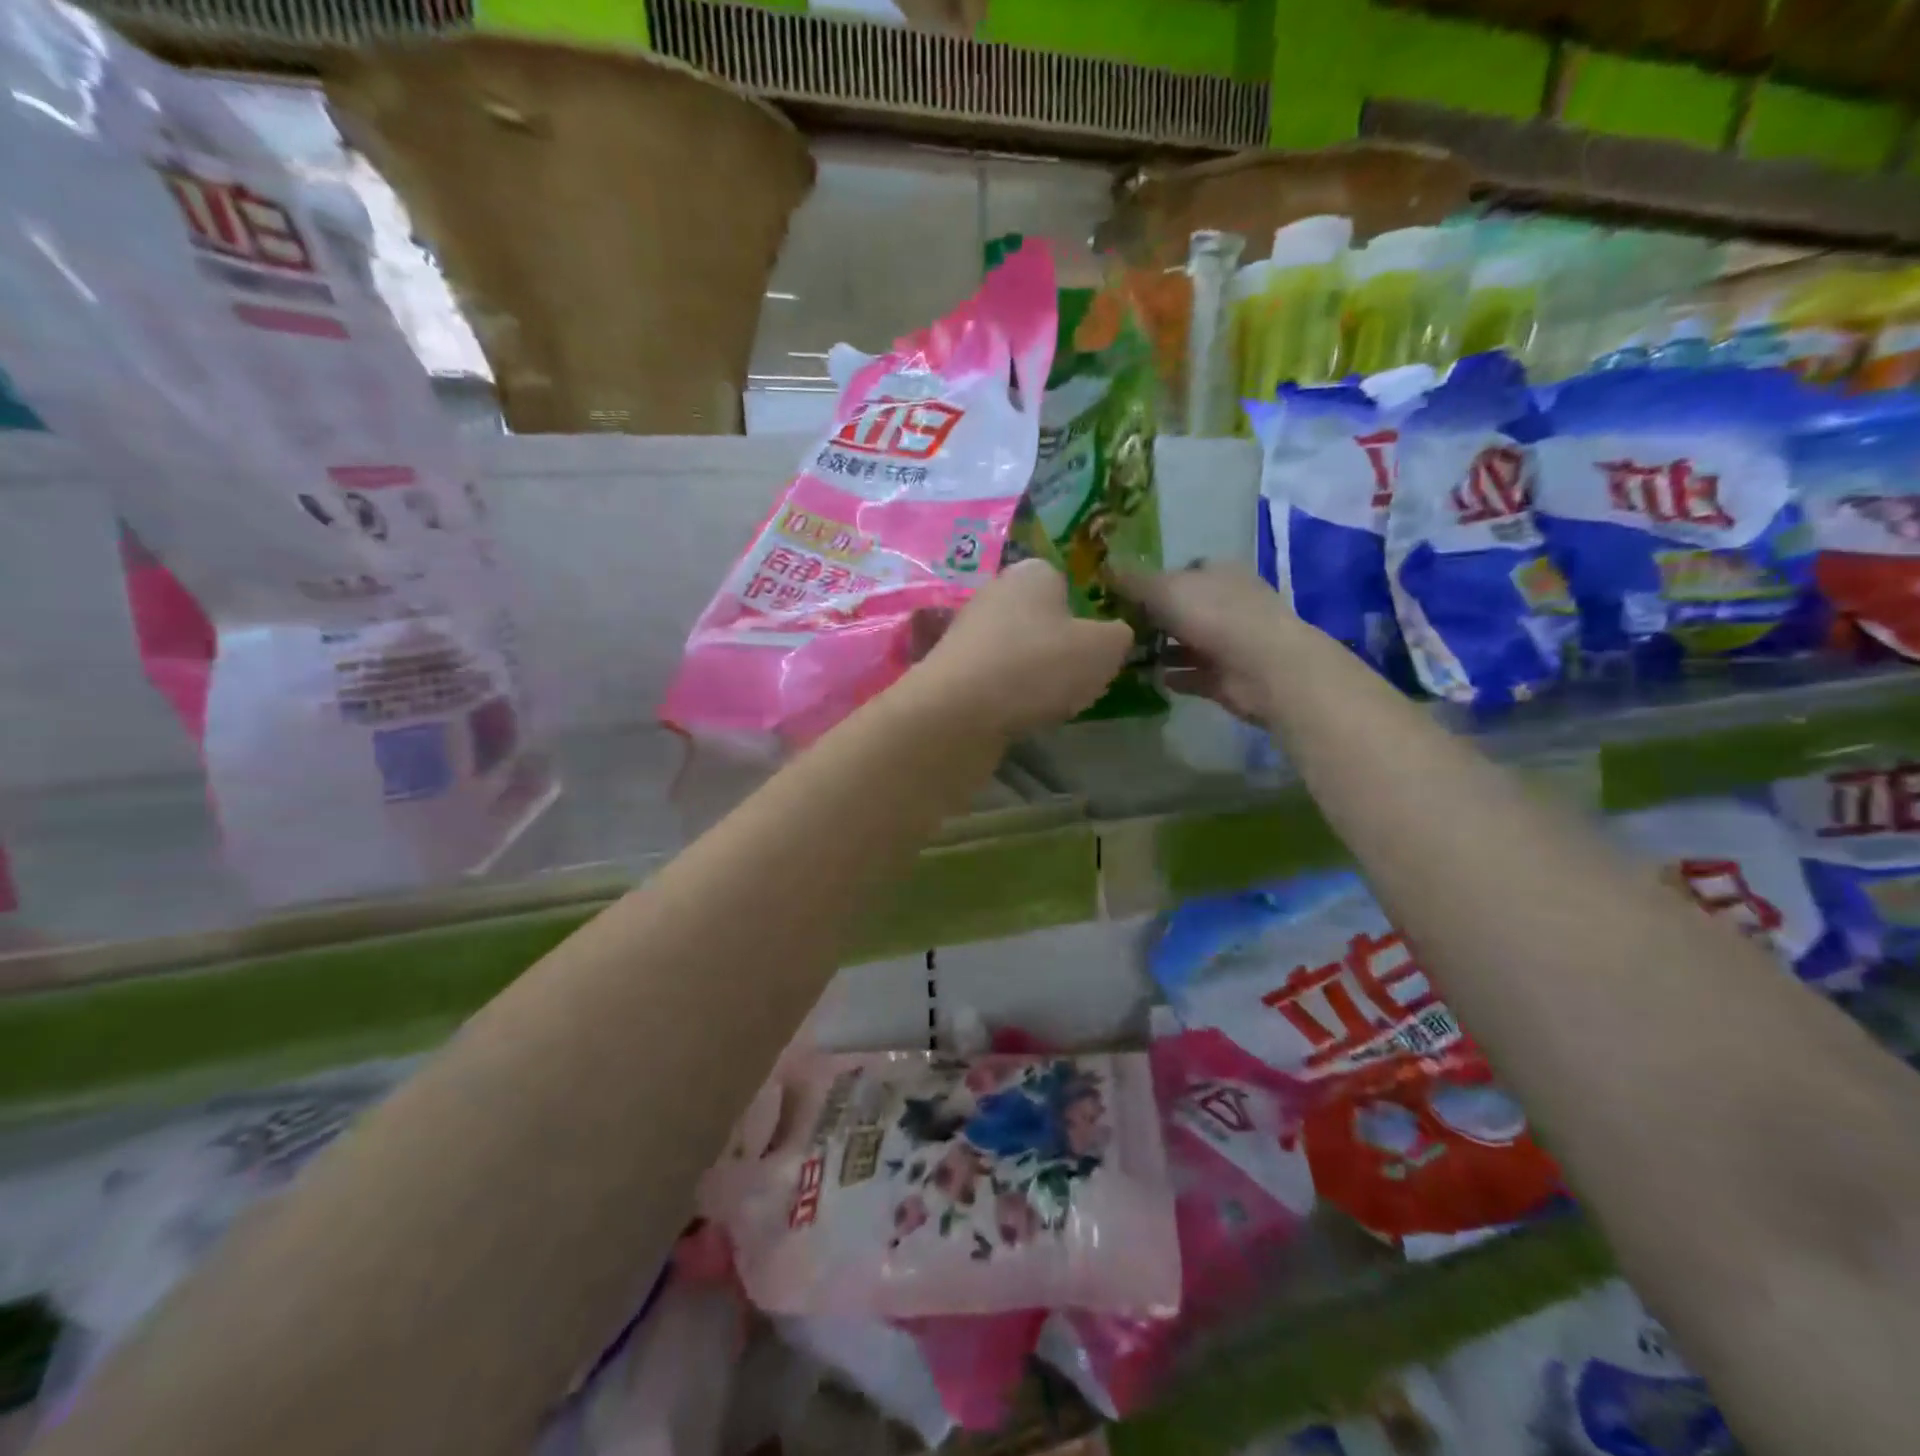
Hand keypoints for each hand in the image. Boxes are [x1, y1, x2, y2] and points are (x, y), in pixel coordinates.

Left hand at [905, 559, 1132, 738]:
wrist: (958, 711)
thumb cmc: (1039, 665)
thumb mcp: (1104, 649)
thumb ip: (1119, 635)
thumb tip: (1115, 635)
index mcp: (1032, 571)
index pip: (1065, 581)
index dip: (1084, 613)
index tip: (1094, 646)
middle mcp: (994, 591)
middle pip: (1038, 617)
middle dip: (1056, 645)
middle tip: (1074, 676)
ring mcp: (966, 630)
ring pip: (1014, 648)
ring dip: (1030, 671)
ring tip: (1046, 700)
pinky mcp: (950, 667)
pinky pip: (992, 676)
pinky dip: (1005, 692)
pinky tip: (1015, 712)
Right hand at [1117, 563, 1297, 724]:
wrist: (1263, 668)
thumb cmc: (1214, 615)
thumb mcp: (1163, 589)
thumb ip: (1132, 582)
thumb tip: (1104, 569)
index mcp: (1218, 573)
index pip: (1182, 571)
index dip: (1153, 581)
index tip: (1122, 596)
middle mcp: (1227, 602)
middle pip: (1184, 608)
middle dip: (1154, 617)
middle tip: (1118, 629)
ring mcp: (1230, 641)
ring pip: (1187, 642)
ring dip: (1161, 649)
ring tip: (1126, 658)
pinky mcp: (1227, 676)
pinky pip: (1194, 674)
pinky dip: (1175, 675)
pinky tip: (1150, 679)